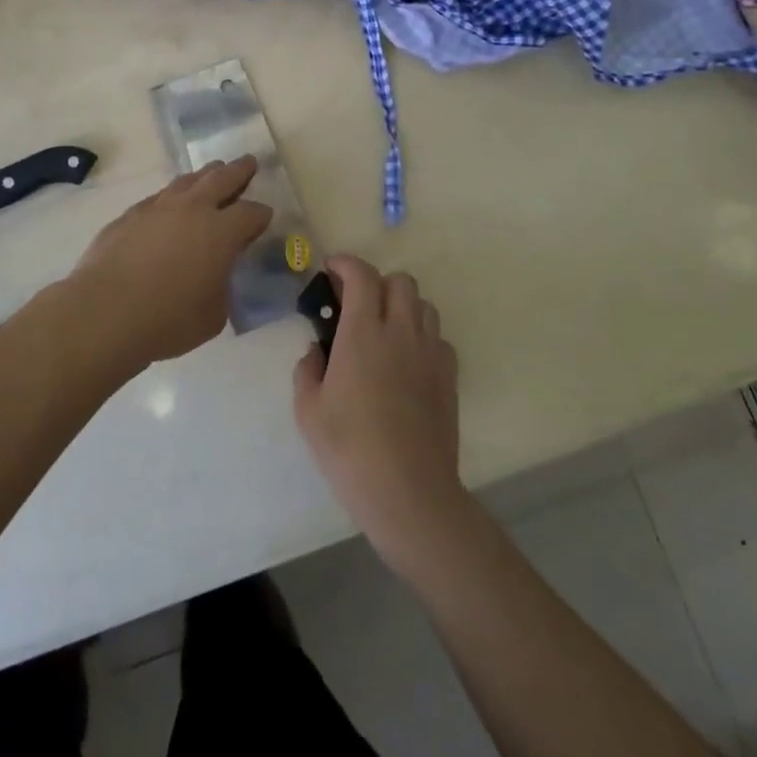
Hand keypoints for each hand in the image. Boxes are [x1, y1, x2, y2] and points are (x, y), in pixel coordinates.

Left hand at [61, 157, 271, 367]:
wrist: (105, 312)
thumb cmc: (168, 319)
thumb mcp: (213, 314)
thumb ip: (221, 287)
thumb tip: (214, 276)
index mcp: (221, 231)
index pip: (251, 213)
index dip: (261, 215)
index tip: (264, 217)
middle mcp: (193, 209)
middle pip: (222, 178)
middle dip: (239, 170)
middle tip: (248, 162)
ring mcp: (158, 207)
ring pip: (187, 181)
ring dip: (204, 176)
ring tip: (211, 173)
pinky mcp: (130, 215)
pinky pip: (158, 197)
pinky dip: (172, 196)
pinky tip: (170, 204)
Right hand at [293, 255, 464, 569]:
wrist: (409, 493)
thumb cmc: (350, 450)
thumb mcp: (308, 411)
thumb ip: (307, 370)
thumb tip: (316, 352)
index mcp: (363, 333)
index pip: (362, 275)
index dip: (345, 263)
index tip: (330, 269)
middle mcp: (401, 333)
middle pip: (400, 281)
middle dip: (376, 282)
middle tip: (356, 305)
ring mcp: (430, 354)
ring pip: (423, 305)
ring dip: (402, 306)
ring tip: (383, 331)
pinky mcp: (449, 378)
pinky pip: (438, 339)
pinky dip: (422, 337)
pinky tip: (406, 362)